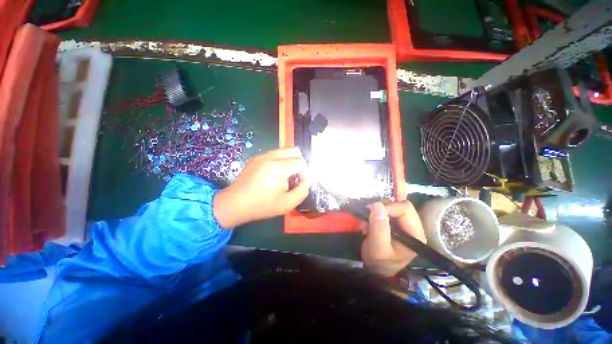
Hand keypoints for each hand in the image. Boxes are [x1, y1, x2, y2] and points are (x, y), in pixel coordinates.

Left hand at [213, 147, 309, 227]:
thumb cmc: (262, 205)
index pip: (301, 162)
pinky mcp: (256, 158)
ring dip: (289, 161)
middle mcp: (272, 156)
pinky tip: (273, 176)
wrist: (235, 203)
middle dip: (299, 163)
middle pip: (294, 150)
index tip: (298, 184)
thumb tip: (305, 181)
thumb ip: (302, 191)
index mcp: (280, 167)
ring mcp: (262, 155)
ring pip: (284, 150)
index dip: (304, 174)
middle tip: (294, 177)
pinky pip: (274, 154)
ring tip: (284, 177)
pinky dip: (280, 161)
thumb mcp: (288, 204)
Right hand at [361, 201, 425, 276]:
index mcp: (415, 234)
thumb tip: (377, 205)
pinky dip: (376, 213)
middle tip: (368, 215)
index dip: (388, 207)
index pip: (405, 209)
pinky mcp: (396, 224)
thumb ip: (379, 227)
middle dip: (382, 208)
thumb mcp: (378, 247)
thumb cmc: (379, 262)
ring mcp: (404, 225)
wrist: (376, 270)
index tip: (371, 212)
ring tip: (368, 221)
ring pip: (392, 206)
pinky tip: (370, 222)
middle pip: (400, 206)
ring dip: (378, 211)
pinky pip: (387, 211)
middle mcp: (413, 227)